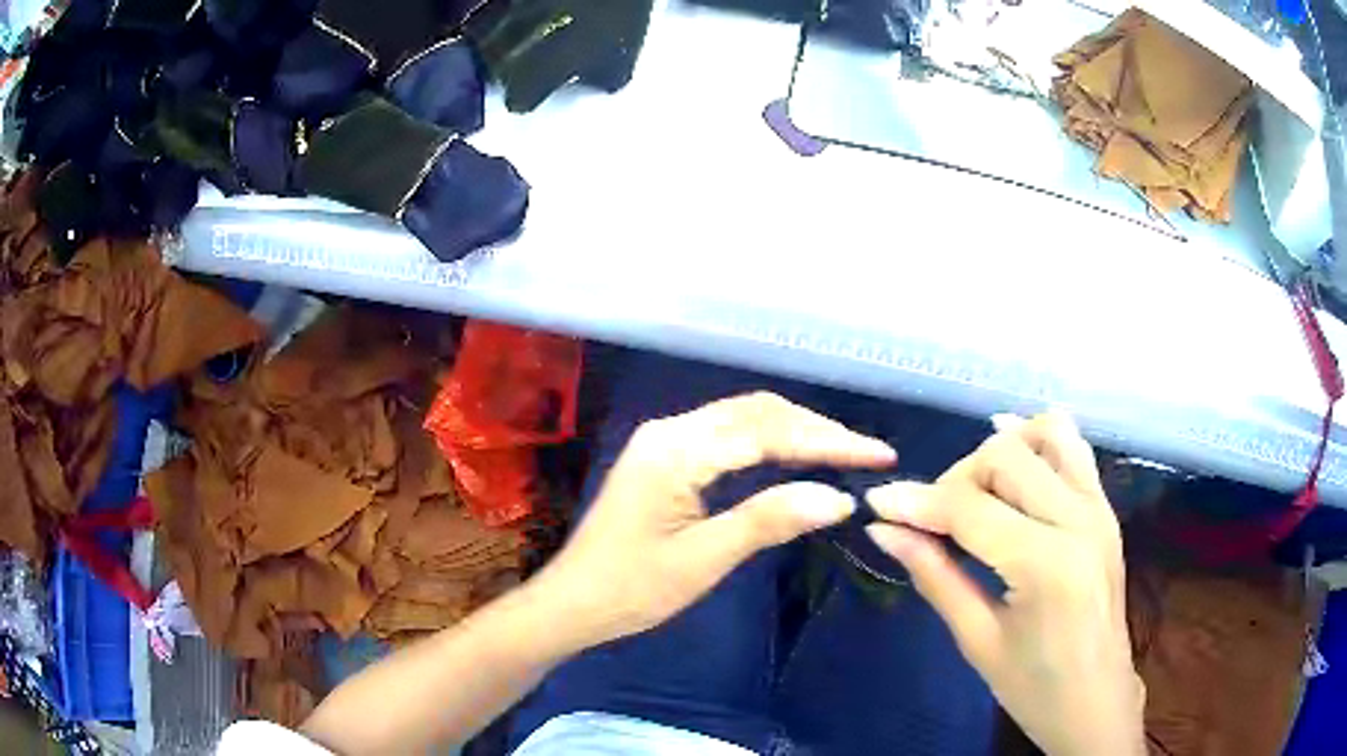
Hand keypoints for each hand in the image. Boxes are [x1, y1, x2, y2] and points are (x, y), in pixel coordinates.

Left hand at [535, 392, 895, 646]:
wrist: (573, 602)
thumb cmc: (632, 588)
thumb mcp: (705, 559)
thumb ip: (770, 520)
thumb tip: (840, 498)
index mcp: (676, 449)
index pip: (768, 431)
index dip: (828, 442)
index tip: (878, 454)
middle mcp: (671, 429)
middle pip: (758, 413)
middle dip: (817, 431)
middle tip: (868, 455)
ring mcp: (666, 440)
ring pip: (744, 420)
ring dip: (796, 433)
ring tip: (844, 455)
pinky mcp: (666, 456)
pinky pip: (728, 437)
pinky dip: (769, 444)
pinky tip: (795, 460)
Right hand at [866, 412, 1144, 755]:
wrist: (1096, 701)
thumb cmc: (1033, 687)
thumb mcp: (977, 640)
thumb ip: (934, 575)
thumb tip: (883, 530)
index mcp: (1046, 564)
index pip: (970, 508)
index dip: (917, 502)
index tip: (878, 504)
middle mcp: (1079, 519)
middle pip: (1005, 456)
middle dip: (955, 479)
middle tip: (931, 521)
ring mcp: (1099, 507)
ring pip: (1046, 433)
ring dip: (1001, 449)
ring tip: (974, 488)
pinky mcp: (1106, 508)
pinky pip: (1073, 448)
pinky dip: (1038, 440)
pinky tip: (1012, 457)